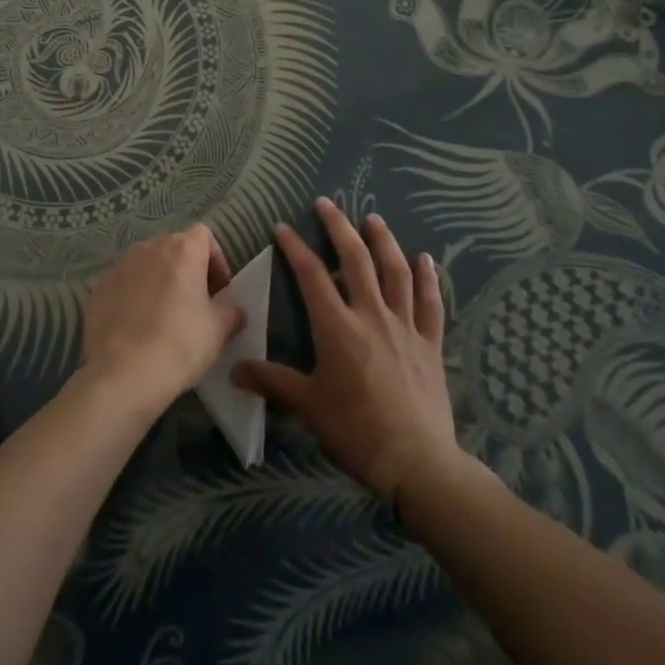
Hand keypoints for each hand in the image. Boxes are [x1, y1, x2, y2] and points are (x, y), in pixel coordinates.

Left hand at [81, 224, 246, 416]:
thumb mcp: (218, 330)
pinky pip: (123, 282)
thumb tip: (232, 307)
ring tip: (162, 315)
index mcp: (182, 249)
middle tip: (194, 304)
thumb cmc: (179, 345)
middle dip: (187, 270)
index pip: (204, 235)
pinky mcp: (97, 286)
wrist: (122, 374)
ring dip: (158, 280)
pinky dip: (133, 294)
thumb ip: (231, 310)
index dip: (215, 260)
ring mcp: (119, 264)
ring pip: (147, 263)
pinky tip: (136, 325)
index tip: (218, 291)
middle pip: (174, 247)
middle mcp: (149, 247)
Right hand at [234, 198, 461, 501]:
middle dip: (338, 227)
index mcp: (337, 326)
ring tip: (373, 219)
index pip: (310, 275)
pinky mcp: (430, 343)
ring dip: (383, 241)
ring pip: (395, 271)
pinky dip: (429, 278)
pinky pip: (431, 303)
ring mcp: (405, 326)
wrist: (417, 462)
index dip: (294, 247)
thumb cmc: (355, 431)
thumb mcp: (307, 406)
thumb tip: (233, 370)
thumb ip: (272, 382)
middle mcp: (371, 315)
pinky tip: (427, 259)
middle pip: (355, 259)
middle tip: (326, 203)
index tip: (282, 227)